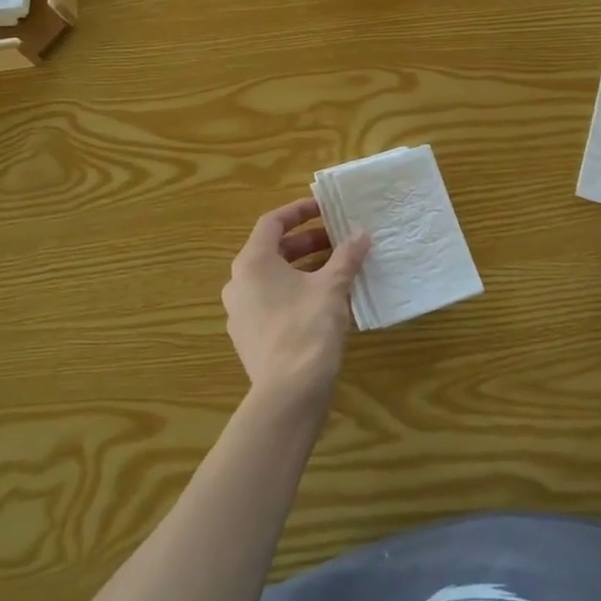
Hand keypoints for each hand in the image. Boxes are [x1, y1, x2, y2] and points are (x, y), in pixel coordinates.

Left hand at [221, 198, 370, 405]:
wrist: (288, 392)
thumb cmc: (307, 328)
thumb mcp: (332, 287)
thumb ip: (346, 256)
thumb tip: (362, 233)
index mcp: (252, 263)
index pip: (272, 223)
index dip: (299, 211)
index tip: (325, 208)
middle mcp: (238, 283)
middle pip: (273, 250)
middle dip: (308, 242)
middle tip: (339, 240)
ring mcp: (240, 312)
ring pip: (273, 278)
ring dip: (304, 268)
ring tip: (337, 269)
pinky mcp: (249, 337)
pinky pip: (272, 302)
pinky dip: (295, 292)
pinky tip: (323, 302)